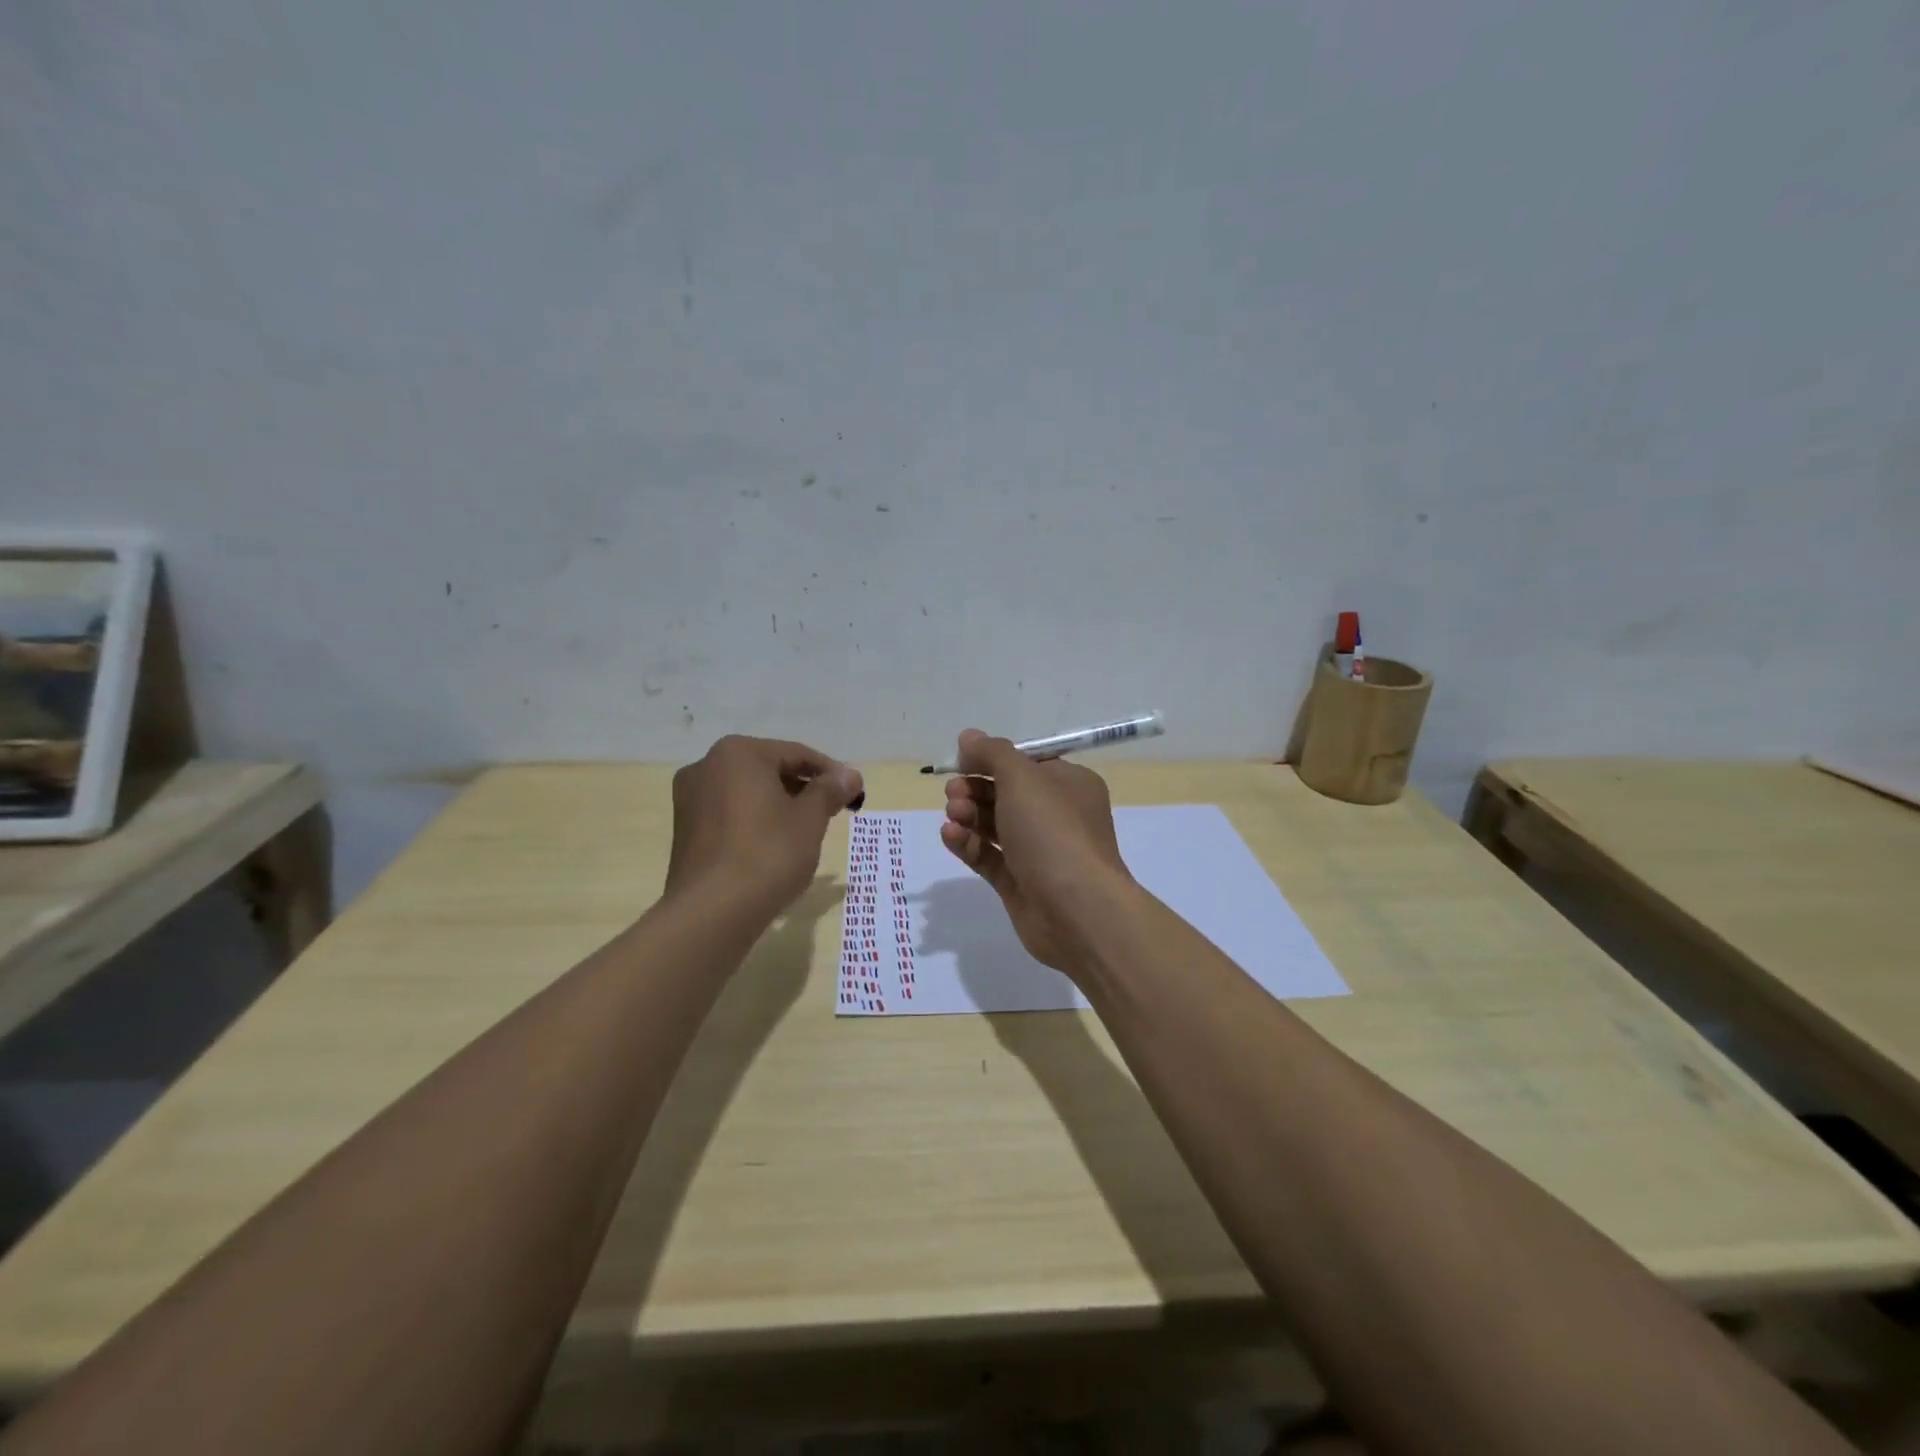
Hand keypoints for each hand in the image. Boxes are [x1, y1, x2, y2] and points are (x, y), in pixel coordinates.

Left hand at [667, 735, 864, 905]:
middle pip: (769, 770)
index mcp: (737, 753)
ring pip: (748, 793)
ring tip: (807, 832)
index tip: (854, 792)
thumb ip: (830, 790)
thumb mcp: (810, 819)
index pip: (796, 754)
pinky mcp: (685, 831)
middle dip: (804, 789)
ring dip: (780, 806)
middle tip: (834, 812)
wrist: (712, 912)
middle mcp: (706, 766)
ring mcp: (690, 800)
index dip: (831, 773)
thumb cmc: (768, 853)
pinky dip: (756, 822)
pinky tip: (775, 847)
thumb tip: (850, 775)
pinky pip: (730, 815)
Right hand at [940, 729, 1131, 971]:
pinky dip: (969, 843)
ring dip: (969, 815)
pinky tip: (950, 835)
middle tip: (953, 791)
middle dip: (975, 788)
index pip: (1027, 763)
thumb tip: (968, 737)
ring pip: (994, 825)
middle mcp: (1056, 816)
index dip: (993, 759)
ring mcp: (1038, 852)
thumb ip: (992, 753)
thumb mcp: (1023, 778)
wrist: (1076, 910)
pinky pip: (988, 856)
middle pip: (1006, 793)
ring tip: (953, 814)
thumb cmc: (1054, 832)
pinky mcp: (1019, 883)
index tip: (963, 760)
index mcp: (1069, 785)